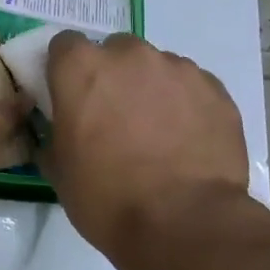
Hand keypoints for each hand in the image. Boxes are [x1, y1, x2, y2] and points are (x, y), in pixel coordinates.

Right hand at [41, 31, 248, 252]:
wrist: (184, 224)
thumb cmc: (106, 196)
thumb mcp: (58, 168)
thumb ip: (54, 133)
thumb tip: (59, 129)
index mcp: (81, 68)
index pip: (65, 45)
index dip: (66, 69)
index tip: (70, 95)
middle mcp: (128, 55)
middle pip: (114, 51)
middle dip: (112, 76)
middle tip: (114, 116)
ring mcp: (177, 68)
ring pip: (156, 67)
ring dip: (150, 89)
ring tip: (157, 132)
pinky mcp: (215, 90)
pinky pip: (191, 87)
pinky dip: (185, 105)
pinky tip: (186, 140)